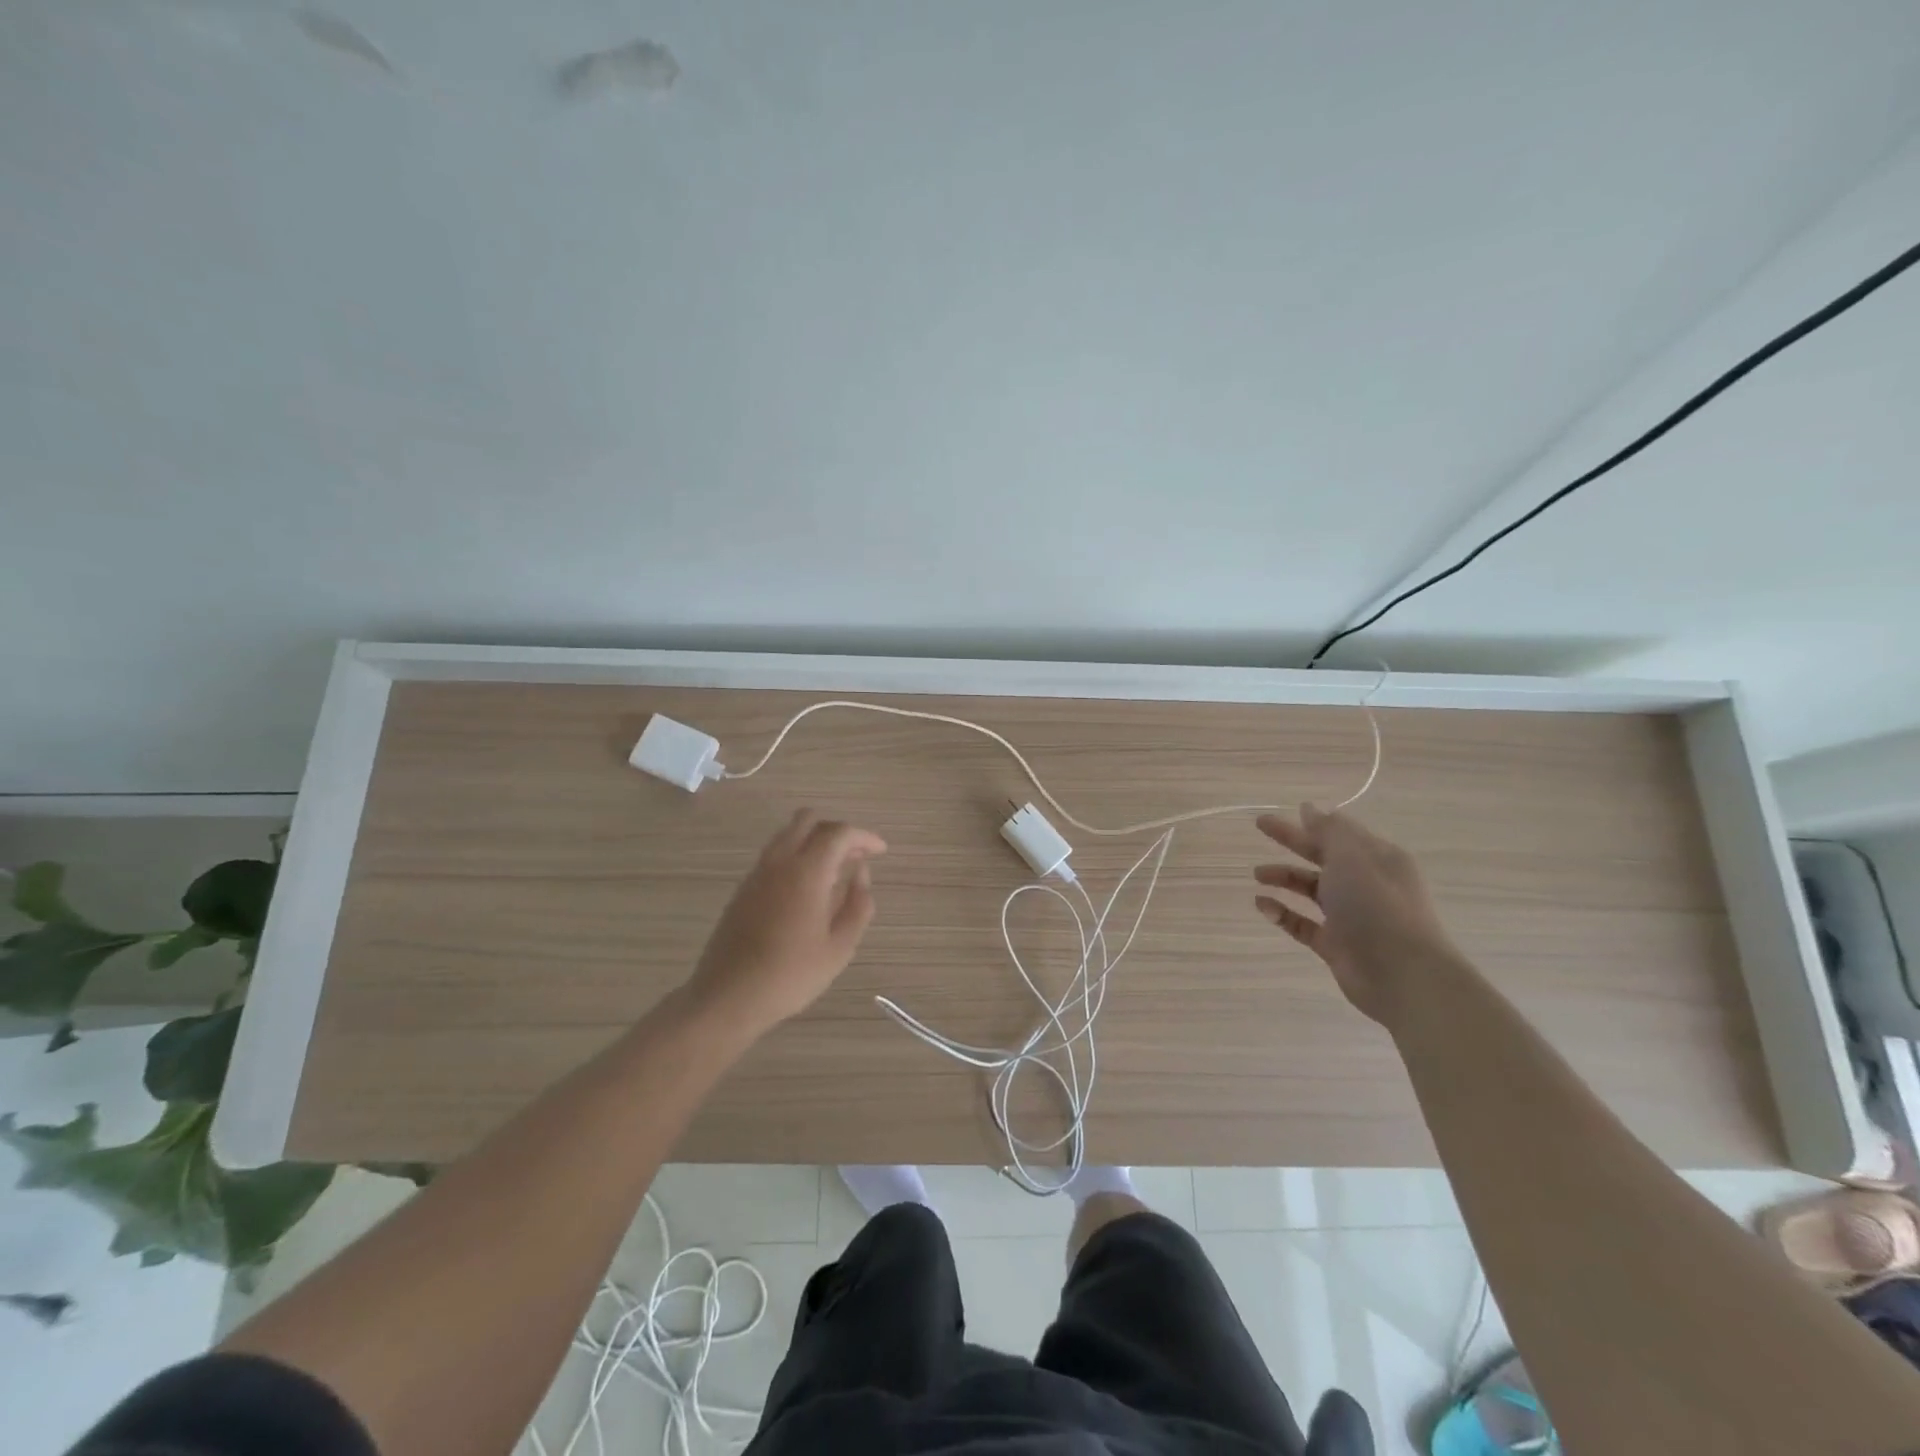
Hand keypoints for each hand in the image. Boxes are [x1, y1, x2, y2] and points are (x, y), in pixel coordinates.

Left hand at [685, 809, 886, 1035]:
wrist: (728, 997)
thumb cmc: (791, 975)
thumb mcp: (839, 947)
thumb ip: (858, 905)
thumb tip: (861, 874)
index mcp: (806, 872)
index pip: (839, 833)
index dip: (863, 837)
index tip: (880, 851)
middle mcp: (779, 862)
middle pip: (808, 820)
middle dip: (836, 830)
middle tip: (855, 856)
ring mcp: (757, 873)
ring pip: (788, 834)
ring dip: (814, 841)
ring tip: (835, 871)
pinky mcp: (744, 888)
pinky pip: (775, 854)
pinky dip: (796, 856)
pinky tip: (808, 888)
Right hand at [1252, 804, 1460, 1028]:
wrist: (1402, 975)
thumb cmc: (1377, 905)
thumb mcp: (1352, 856)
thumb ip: (1328, 831)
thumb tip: (1310, 808)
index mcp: (1377, 858)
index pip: (1341, 833)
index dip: (1313, 821)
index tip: (1286, 811)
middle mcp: (1366, 884)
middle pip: (1322, 856)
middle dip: (1292, 841)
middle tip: (1260, 826)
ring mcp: (1351, 915)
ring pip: (1312, 890)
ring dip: (1284, 878)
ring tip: (1257, 876)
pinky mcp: (1336, 944)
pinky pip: (1303, 923)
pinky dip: (1283, 913)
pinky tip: (1262, 905)